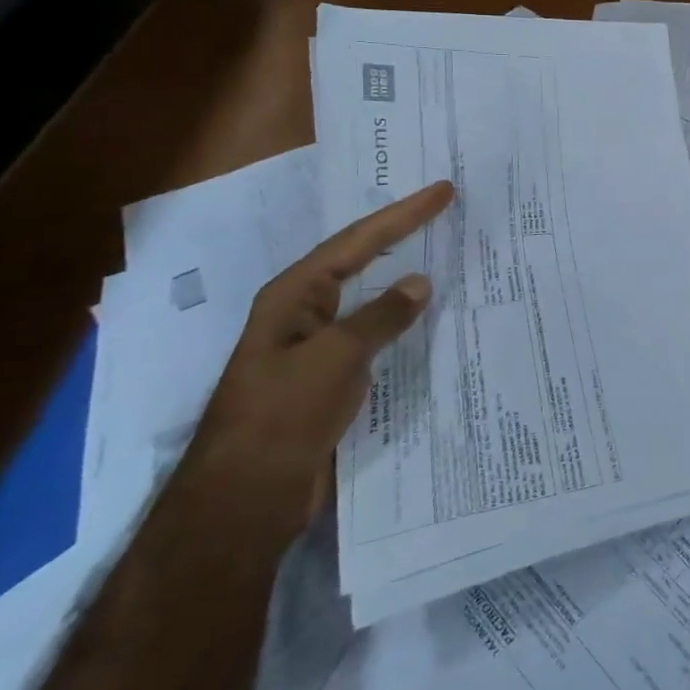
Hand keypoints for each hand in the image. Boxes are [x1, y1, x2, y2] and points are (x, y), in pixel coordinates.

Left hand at [188, 180, 456, 532]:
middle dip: (399, 233)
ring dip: (401, 276)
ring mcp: (315, 346)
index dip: (403, 214)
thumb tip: (420, 282)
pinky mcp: (328, 378)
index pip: (357, 241)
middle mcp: (303, 312)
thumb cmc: (284, 415)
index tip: (443, 191)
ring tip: (441, 253)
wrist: (246, 498)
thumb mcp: (337, 357)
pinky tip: (425, 318)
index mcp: (294, 296)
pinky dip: (400, 320)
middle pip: (357, 260)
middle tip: (441, 209)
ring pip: (366, 298)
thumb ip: (381, 316)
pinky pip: (372, 334)